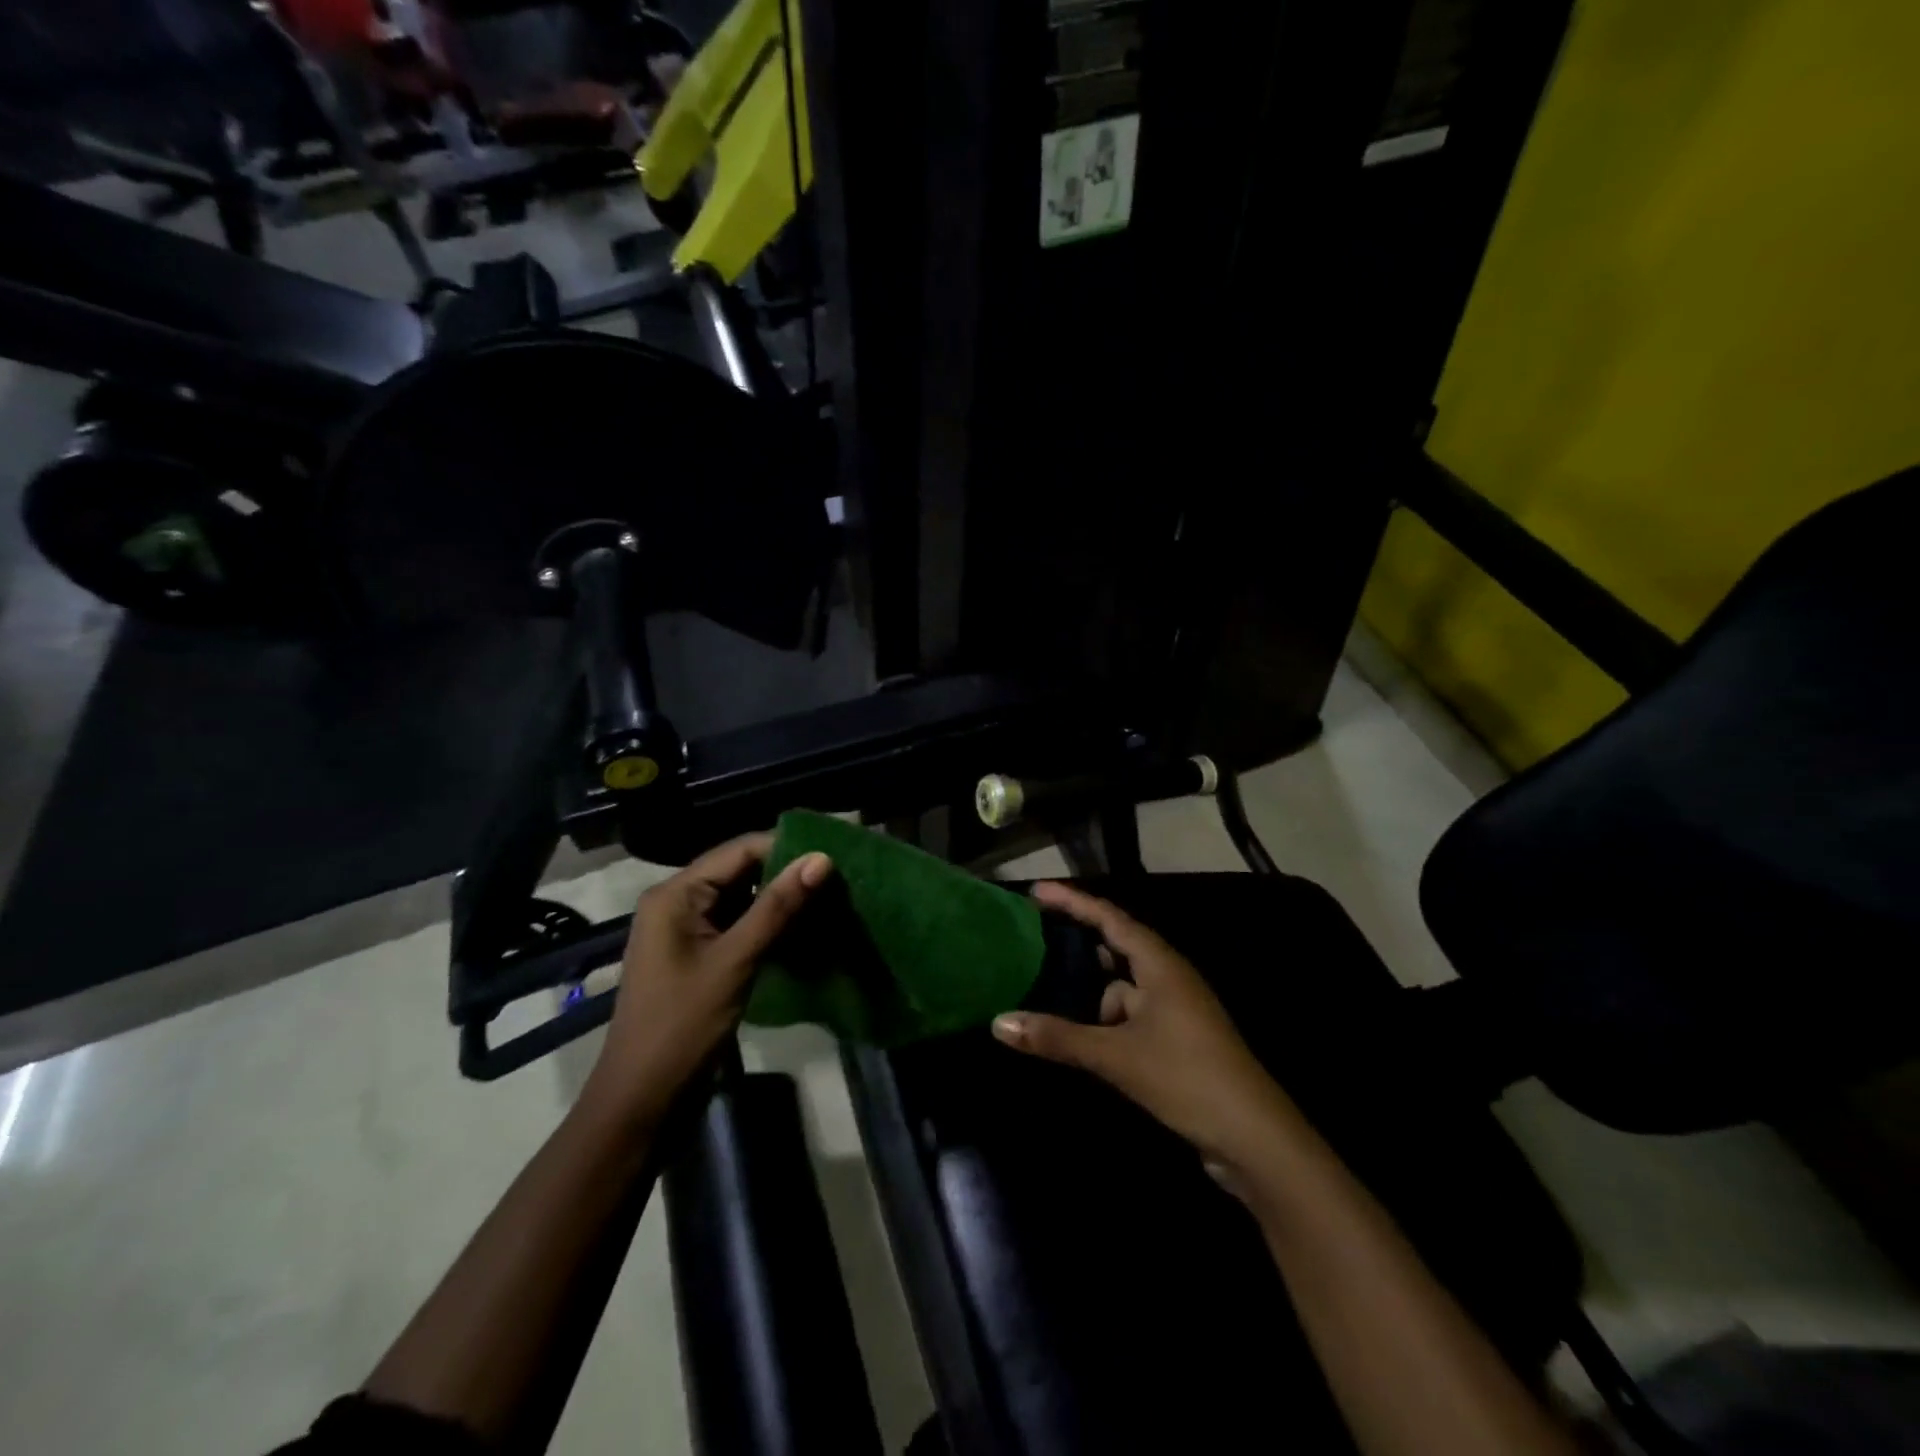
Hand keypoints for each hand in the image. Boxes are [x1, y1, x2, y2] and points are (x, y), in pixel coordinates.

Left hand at [583, 833, 831, 1124]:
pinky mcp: (701, 954)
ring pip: (743, 898)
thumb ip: (777, 907)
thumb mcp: (735, 962)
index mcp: (676, 894)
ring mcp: (688, 929)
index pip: (740, 850)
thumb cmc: (682, 1027)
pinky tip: (806, 929)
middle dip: (787, 874)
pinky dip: (770, 924)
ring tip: (831, 900)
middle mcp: (679, 901)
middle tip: (839, 880)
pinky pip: (740, 924)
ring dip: (782, 900)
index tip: (835, 857)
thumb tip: (821, 859)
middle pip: (741, 871)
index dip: (787, 848)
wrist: (643, 1101)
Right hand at [991, 882, 1293, 1170]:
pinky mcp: (1176, 1039)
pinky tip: (1081, 1037)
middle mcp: (1169, 978)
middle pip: (1116, 946)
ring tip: (1046, 993)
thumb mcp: (1117, 1056)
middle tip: (1034, 937)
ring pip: (1122, 987)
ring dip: (1091, 992)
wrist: (1254, 1139)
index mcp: (1160, 965)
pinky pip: (1130, 1014)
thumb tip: (998, 1022)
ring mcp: (1175, 1010)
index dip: (1073, 901)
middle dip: (1078, 943)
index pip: (1110, 918)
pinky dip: (1105, 1020)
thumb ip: (1058, 1038)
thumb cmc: (1187, 1078)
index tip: (1037, 891)